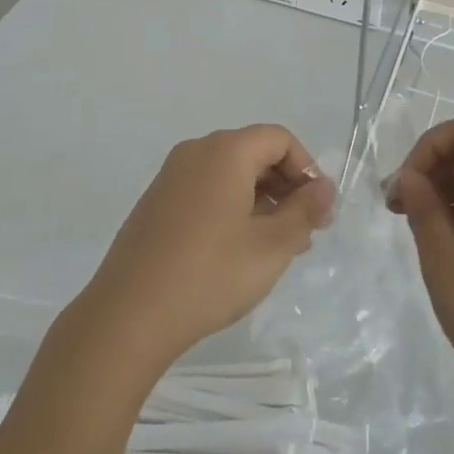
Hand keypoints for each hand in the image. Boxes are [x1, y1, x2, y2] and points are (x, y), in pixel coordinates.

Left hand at [71, 125, 335, 377]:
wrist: (129, 314)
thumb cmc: (210, 274)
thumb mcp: (271, 246)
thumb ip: (304, 210)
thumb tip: (323, 187)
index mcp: (225, 151)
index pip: (279, 139)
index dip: (306, 169)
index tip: (318, 211)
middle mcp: (196, 152)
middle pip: (254, 152)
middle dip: (285, 187)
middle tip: (304, 233)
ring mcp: (171, 176)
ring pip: (230, 174)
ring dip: (261, 201)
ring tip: (276, 248)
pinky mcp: (156, 202)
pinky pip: (206, 190)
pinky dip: (231, 208)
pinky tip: (238, 251)